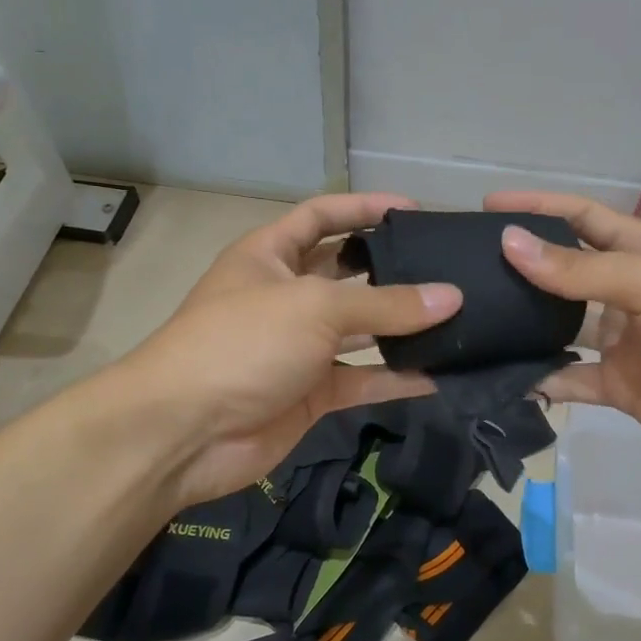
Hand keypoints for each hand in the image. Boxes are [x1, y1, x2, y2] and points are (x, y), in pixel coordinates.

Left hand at [118, 194, 460, 506]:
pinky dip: (395, 379)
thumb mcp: (315, 307)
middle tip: (446, 269)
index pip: (321, 216)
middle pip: (346, 273)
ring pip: (359, 330)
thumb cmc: (243, 343)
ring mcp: (298, 347)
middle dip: (391, 270)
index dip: (363, 207)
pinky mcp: (310, 393)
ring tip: (455, 319)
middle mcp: (285, 296)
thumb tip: (451, 297)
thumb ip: (386, 303)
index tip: (413, 210)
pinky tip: (438, 375)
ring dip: (401, 328)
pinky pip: (361, 378)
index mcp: (270, 256)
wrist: (185, 432)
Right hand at [485, 192, 640, 478]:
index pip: (581, 219)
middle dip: (521, 268)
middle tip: (465, 270)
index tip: (488, 207)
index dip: (538, 208)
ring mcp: (624, 343)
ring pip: (560, 328)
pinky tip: (504, 380)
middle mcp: (628, 293)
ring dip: (524, 326)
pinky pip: (571, 380)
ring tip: (472, 323)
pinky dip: (542, 381)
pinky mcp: (622, 388)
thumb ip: (579, 269)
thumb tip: (509, 243)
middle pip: (564, 273)